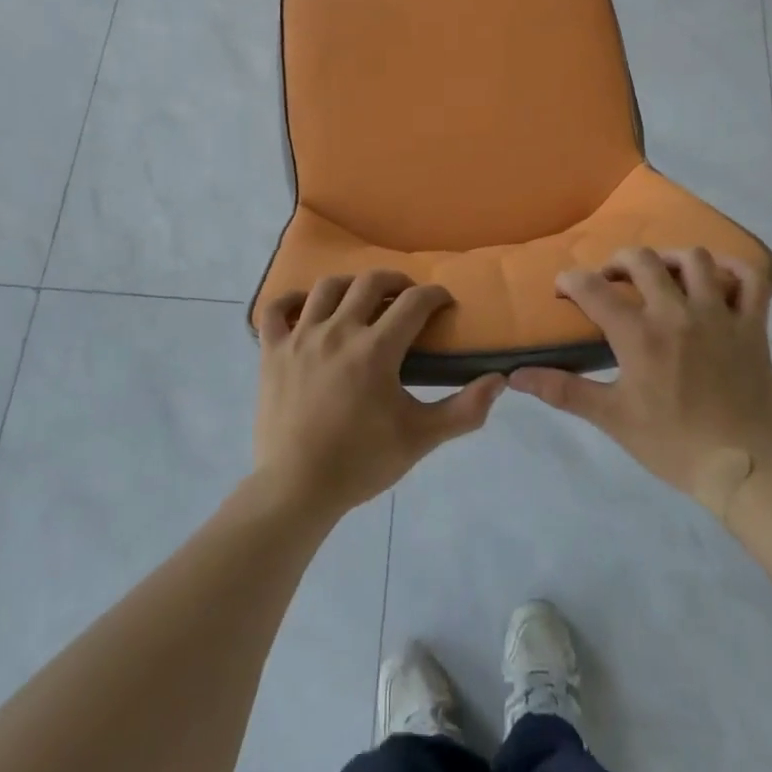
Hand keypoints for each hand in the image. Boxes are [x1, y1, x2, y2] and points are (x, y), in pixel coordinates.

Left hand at [253, 271, 504, 521]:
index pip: (414, 303)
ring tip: (361, 298)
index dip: (435, 295)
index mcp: (375, 349)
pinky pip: (276, 310)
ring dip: (350, 285)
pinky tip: (305, 307)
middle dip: (396, 282)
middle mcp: (338, 331)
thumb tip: (499, 380)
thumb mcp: (421, 438)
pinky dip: (290, 300)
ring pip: (326, 287)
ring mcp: (300, 337)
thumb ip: (464, 410)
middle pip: (370, 282)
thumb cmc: (361, 462)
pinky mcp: (272, 351)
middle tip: (407, 297)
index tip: (444, 303)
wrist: (296, 489)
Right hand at [509, 246, 771, 518]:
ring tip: (663, 276)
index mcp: (638, 334)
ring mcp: (718, 315)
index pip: (592, 288)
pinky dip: (737, 269)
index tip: (563, 290)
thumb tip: (515, 376)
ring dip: (671, 260)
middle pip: (641, 260)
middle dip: (617, 262)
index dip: (570, 281)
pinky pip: (752, 280)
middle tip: (612, 281)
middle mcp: (676, 312)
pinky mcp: (752, 325)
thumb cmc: (672, 444)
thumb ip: (563, 390)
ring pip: (695, 259)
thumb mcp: (612, 417)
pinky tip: (720, 276)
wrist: (742, 469)